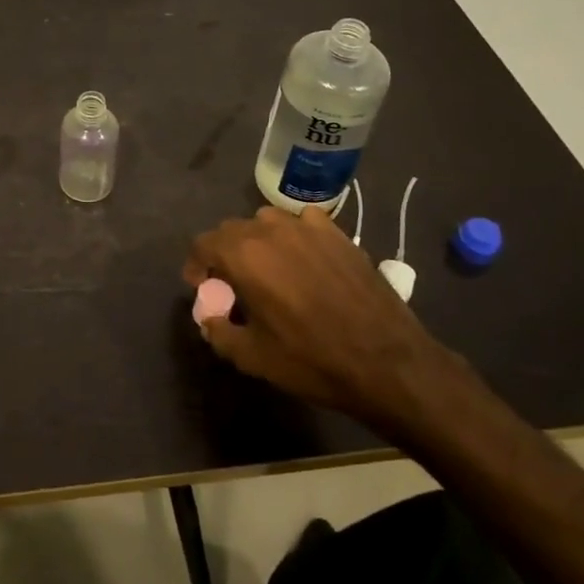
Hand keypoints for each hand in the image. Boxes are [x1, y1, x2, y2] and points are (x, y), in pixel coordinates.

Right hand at [184, 206, 457, 441]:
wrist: (386, 361)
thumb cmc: (312, 360)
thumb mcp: (252, 357)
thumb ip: (219, 332)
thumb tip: (210, 318)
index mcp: (243, 255)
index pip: (203, 244)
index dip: (197, 265)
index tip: (202, 287)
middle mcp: (270, 230)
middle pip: (232, 230)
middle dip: (225, 254)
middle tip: (233, 285)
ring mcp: (307, 227)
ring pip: (266, 222)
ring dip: (258, 242)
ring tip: (269, 271)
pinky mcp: (337, 233)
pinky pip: (304, 222)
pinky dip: (295, 236)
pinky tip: (305, 260)